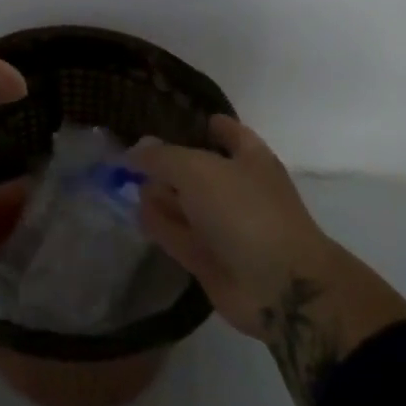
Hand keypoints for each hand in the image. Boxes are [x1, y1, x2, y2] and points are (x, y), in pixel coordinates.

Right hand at [132, 116, 405, 405]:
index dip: (204, 123)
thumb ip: (161, 156)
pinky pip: (178, 235)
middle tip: (132, 156)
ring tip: (126, 185)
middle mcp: (237, 189)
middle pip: (198, 169)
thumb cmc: (244, 210)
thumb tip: (135, 150)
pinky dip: (159, 225)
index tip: (173, 118)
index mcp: (249, 158)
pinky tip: (136, 213)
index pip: (227, 131)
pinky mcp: (210, 259)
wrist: (279, 288)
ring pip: (185, 204)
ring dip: (159, 195)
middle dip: (168, 163)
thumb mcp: (196, 169)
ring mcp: (224, 226)